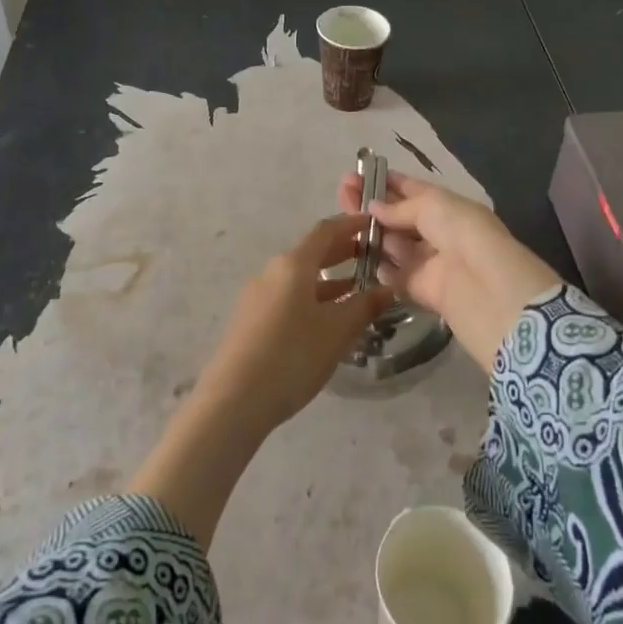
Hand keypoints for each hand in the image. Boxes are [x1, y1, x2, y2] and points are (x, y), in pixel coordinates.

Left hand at [197, 214, 393, 430]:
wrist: (234, 400)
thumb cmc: (292, 356)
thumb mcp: (337, 332)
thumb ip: (364, 307)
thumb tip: (388, 289)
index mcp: (293, 265)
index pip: (325, 231)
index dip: (351, 225)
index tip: (373, 224)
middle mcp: (272, 273)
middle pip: (311, 253)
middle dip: (342, 252)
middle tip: (372, 256)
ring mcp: (257, 297)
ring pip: (299, 278)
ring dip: (328, 280)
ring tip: (357, 291)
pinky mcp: (251, 321)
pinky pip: (288, 298)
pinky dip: (312, 298)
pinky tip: (327, 320)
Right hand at [335, 171, 559, 369]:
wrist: (490, 291)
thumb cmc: (465, 235)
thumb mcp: (434, 207)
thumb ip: (400, 207)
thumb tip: (373, 207)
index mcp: (447, 207)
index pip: (412, 190)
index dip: (385, 181)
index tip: (356, 174)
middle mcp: (437, 232)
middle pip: (398, 216)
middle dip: (371, 204)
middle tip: (341, 193)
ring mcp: (429, 263)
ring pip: (393, 245)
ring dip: (369, 233)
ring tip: (339, 221)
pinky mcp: (420, 291)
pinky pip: (393, 276)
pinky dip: (376, 267)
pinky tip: (352, 254)